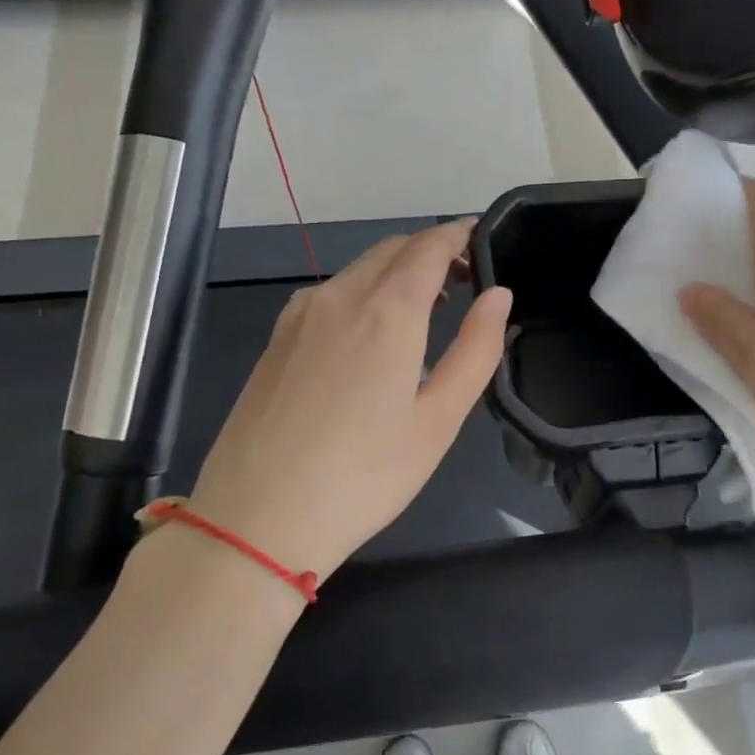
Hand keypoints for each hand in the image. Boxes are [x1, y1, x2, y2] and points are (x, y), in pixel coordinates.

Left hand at [186, 221, 511, 580]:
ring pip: (358, 270)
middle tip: (462, 278)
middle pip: (392, 250)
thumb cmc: (363, 477)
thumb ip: (475, 350)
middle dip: (430, 251)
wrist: (256, 520)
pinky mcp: (276, 339)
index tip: (480, 236)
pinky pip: (330, 294)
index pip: (428, 247)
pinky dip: (363, 291)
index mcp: (387, 312)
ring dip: (396, 271)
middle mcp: (339, 297)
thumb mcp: (438, 421)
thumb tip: (499, 296)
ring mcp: (299, 316)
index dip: (458, 235)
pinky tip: (370, 333)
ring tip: (424, 308)